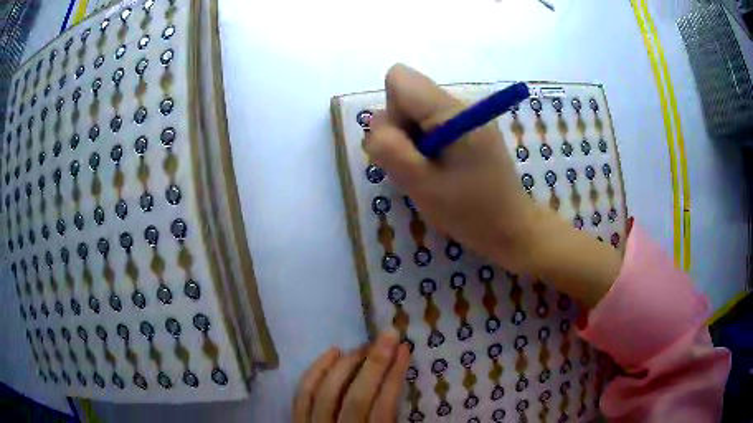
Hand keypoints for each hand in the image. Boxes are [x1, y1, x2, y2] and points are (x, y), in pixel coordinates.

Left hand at [293, 333, 409, 422]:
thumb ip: (391, 416)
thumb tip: (396, 377)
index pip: (384, 408)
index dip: (394, 377)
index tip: (404, 350)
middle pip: (356, 397)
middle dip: (375, 364)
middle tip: (388, 336)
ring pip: (327, 393)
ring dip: (347, 365)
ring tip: (363, 347)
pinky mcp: (298, 421)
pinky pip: (303, 395)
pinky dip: (315, 371)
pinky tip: (333, 352)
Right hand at [364, 63, 545, 273]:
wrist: (512, 228)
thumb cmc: (470, 211)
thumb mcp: (421, 185)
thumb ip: (390, 149)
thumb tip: (376, 123)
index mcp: (452, 112)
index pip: (399, 79)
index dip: (391, 111)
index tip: (405, 146)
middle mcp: (460, 104)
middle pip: (407, 96)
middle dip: (400, 130)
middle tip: (418, 168)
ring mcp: (467, 116)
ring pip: (416, 112)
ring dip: (412, 142)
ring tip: (430, 173)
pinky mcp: (470, 129)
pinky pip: (432, 124)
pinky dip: (425, 146)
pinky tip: (440, 170)